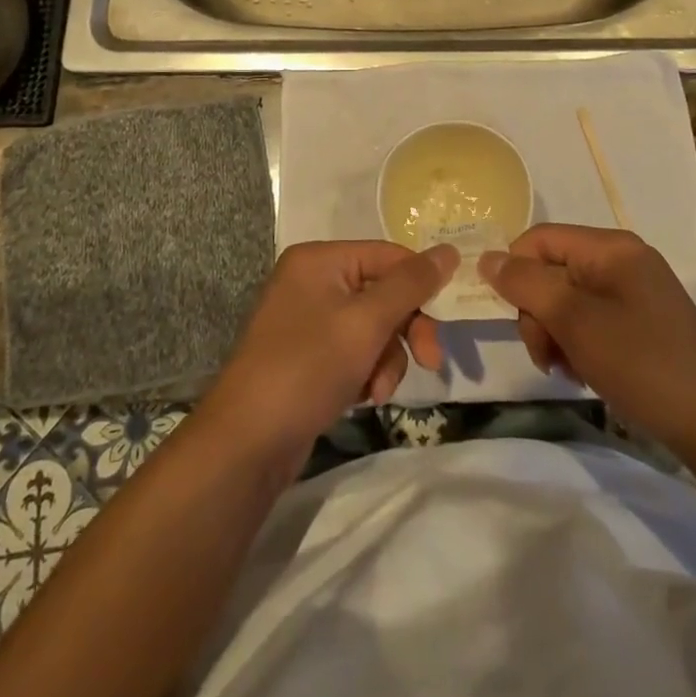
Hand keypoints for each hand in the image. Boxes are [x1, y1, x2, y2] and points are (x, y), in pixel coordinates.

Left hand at [201, 240, 456, 473]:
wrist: (246, 446)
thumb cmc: (306, 369)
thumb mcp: (366, 323)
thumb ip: (411, 285)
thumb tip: (449, 250)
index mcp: (319, 260)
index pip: (388, 256)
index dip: (421, 284)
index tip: (449, 319)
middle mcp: (312, 281)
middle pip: (383, 292)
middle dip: (405, 330)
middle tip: (430, 362)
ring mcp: (308, 320)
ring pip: (374, 327)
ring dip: (386, 359)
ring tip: (377, 391)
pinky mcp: (308, 356)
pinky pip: (354, 351)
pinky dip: (367, 372)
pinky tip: (363, 398)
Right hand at [480, 223, 695, 453]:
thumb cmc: (641, 363)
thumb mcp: (575, 321)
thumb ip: (527, 285)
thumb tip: (488, 259)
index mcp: (610, 247)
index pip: (539, 239)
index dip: (516, 272)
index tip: (514, 318)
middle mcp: (622, 259)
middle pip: (553, 270)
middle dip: (539, 312)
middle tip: (547, 355)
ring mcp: (635, 291)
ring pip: (568, 300)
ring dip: (557, 334)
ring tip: (569, 370)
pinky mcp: (642, 321)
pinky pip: (592, 319)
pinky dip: (580, 344)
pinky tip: (587, 373)